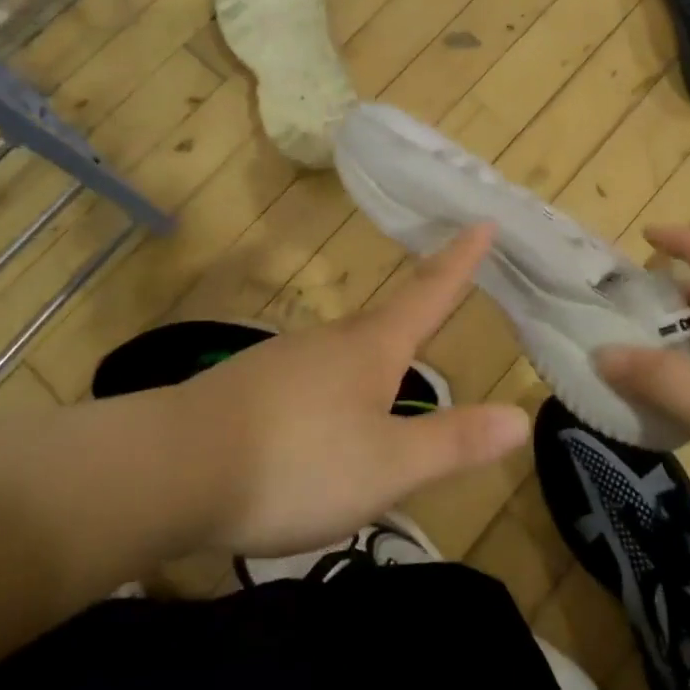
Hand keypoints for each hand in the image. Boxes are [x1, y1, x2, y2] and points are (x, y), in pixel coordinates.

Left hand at [168, 224, 530, 557]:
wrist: (168, 470)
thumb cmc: (295, 462)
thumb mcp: (388, 465)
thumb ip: (454, 442)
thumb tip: (520, 416)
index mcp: (372, 348)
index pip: (430, 293)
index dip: (461, 260)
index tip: (483, 219)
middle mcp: (330, 342)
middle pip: (385, 323)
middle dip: (417, 314)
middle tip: (442, 305)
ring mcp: (284, 360)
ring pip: (344, 354)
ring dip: (372, 362)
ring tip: (387, 390)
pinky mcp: (249, 387)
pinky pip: (309, 381)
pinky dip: (332, 393)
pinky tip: (321, 428)